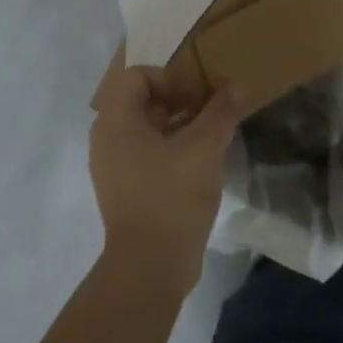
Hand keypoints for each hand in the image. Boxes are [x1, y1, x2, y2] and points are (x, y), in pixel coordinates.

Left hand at [90, 67, 251, 296]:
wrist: (150, 267)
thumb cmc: (171, 195)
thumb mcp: (204, 147)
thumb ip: (220, 111)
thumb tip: (236, 85)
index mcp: (116, 121)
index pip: (137, 76)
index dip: (169, 78)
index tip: (197, 96)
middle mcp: (106, 139)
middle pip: (140, 101)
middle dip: (177, 100)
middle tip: (208, 110)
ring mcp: (112, 167)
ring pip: (144, 130)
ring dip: (176, 125)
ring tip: (209, 136)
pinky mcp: (123, 191)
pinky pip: (144, 154)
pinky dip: (169, 149)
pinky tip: (198, 163)